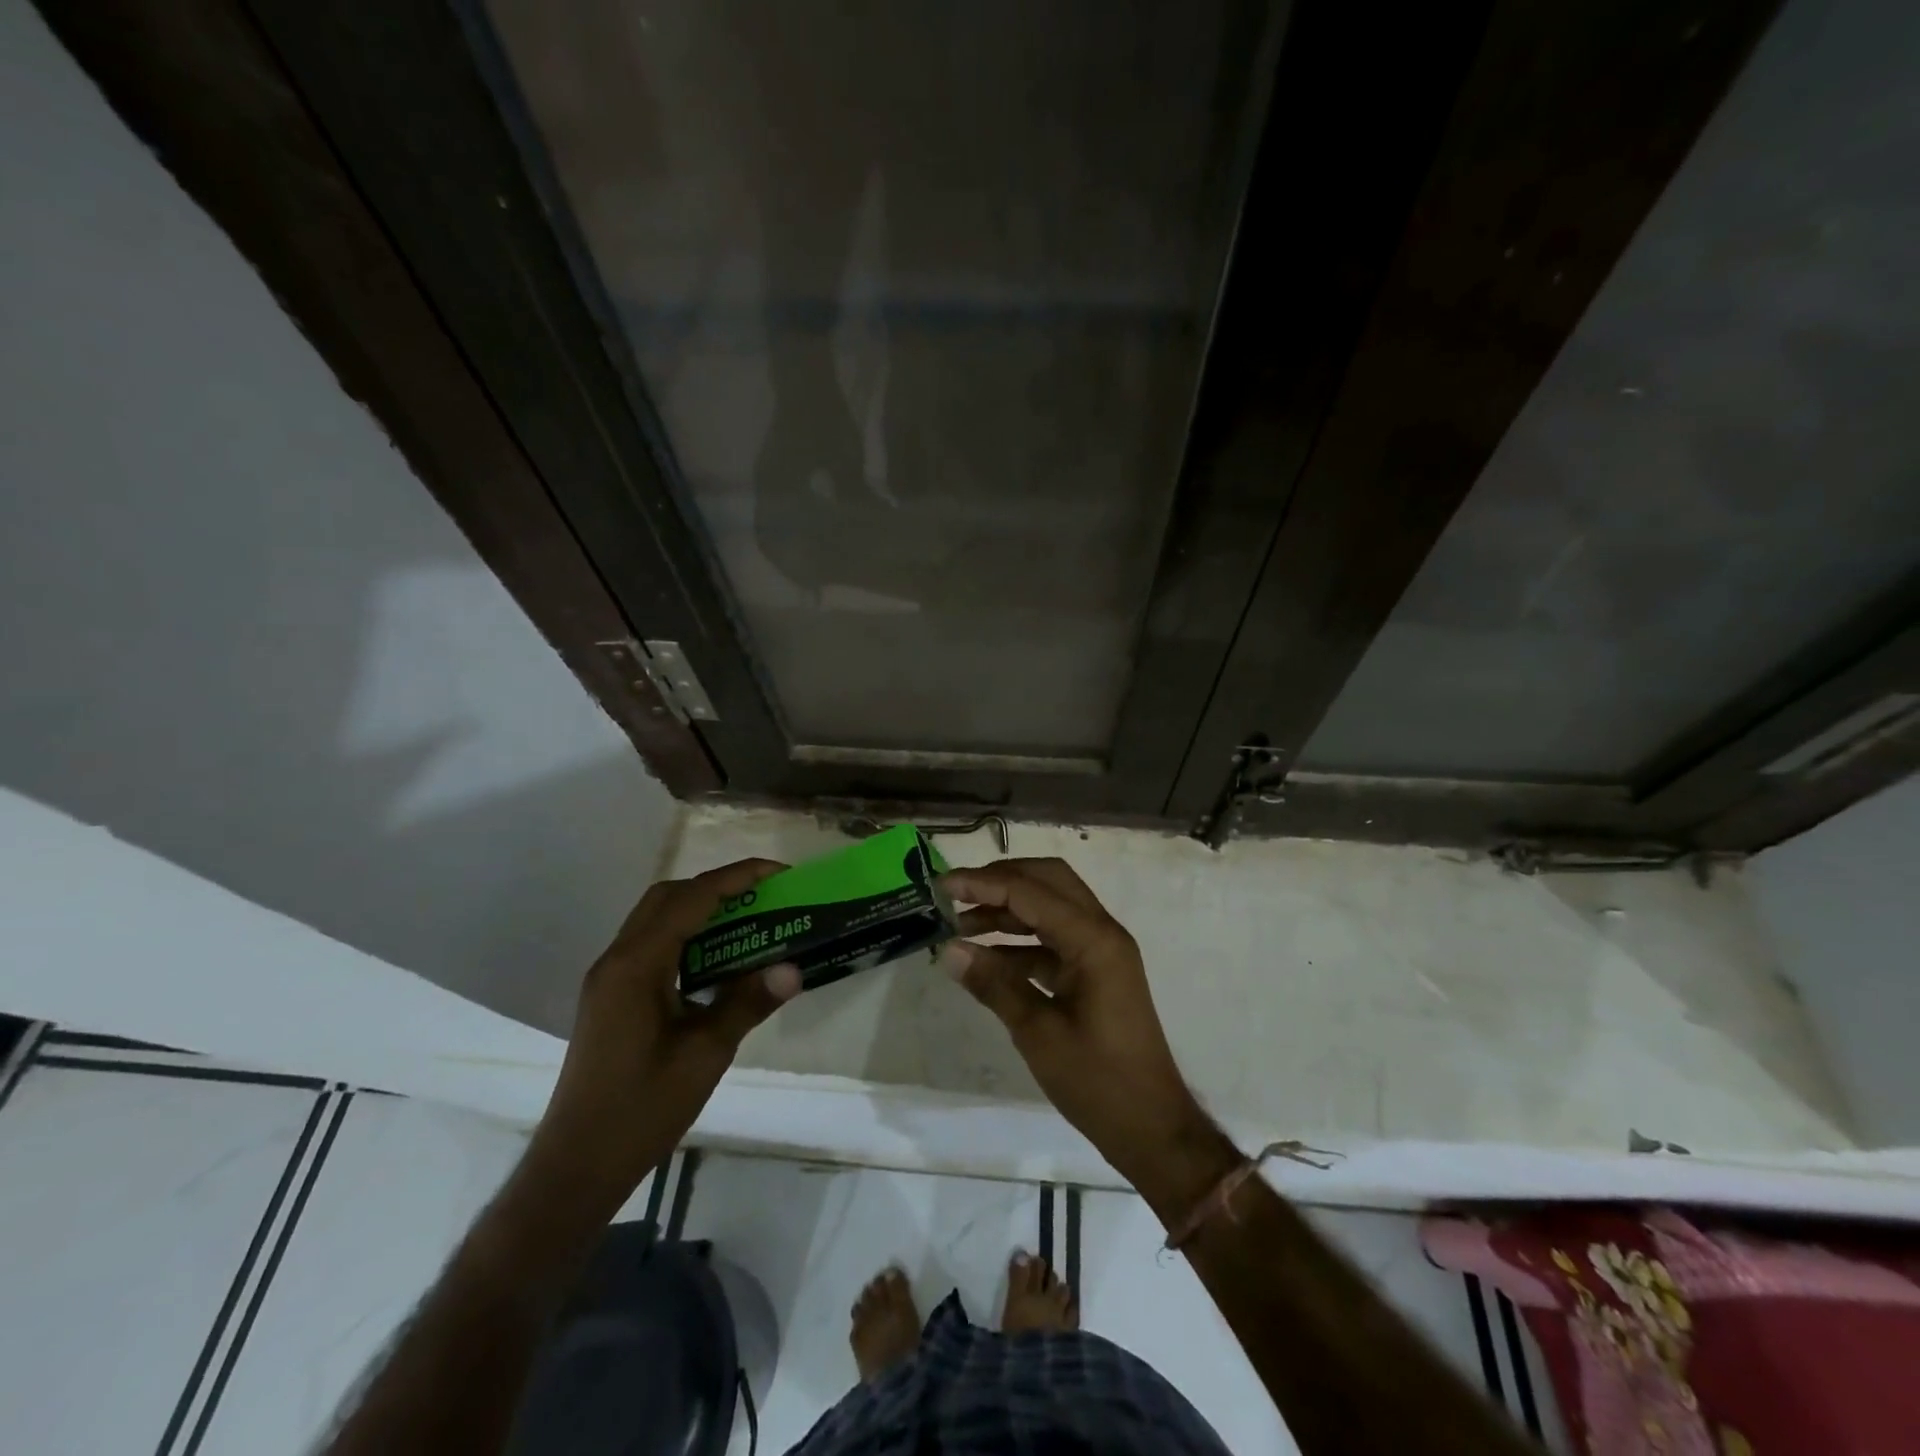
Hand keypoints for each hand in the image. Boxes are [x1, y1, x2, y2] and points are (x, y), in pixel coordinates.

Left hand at [524, 860, 801, 1214]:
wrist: (577, 1166)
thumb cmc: (641, 1110)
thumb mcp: (705, 1055)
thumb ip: (747, 1003)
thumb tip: (793, 968)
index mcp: (635, 966)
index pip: (691, 899)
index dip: (737, 878)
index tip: (779, 873)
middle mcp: (616, 961)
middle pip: (668, 898)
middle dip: (717, 886)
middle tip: (763, 897)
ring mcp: (609, 979)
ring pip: (656, 920)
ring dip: (700, 910)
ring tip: (747, 921)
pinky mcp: (611, 998)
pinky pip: (651, 946)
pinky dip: (686, 937)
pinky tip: (716, 962)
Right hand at [937, 859, 1216, 1189]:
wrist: (1151, 1127)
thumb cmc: (1098, 1082)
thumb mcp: (1038, 1033)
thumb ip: (994, 985)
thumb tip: (949, 950)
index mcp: (1094, 940)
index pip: (1032, 892)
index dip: (984, 884)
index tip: (942, 885)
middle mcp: (1102, 933)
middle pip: (1048, 882)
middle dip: (1001, 880)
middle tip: (956, 894)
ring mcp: (1101, 951)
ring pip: (1051, 907)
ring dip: (1008, 909)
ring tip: (961, 925)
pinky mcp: (1095, 971)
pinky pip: (1054, 939)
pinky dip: (1020, 941)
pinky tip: (986, 957)